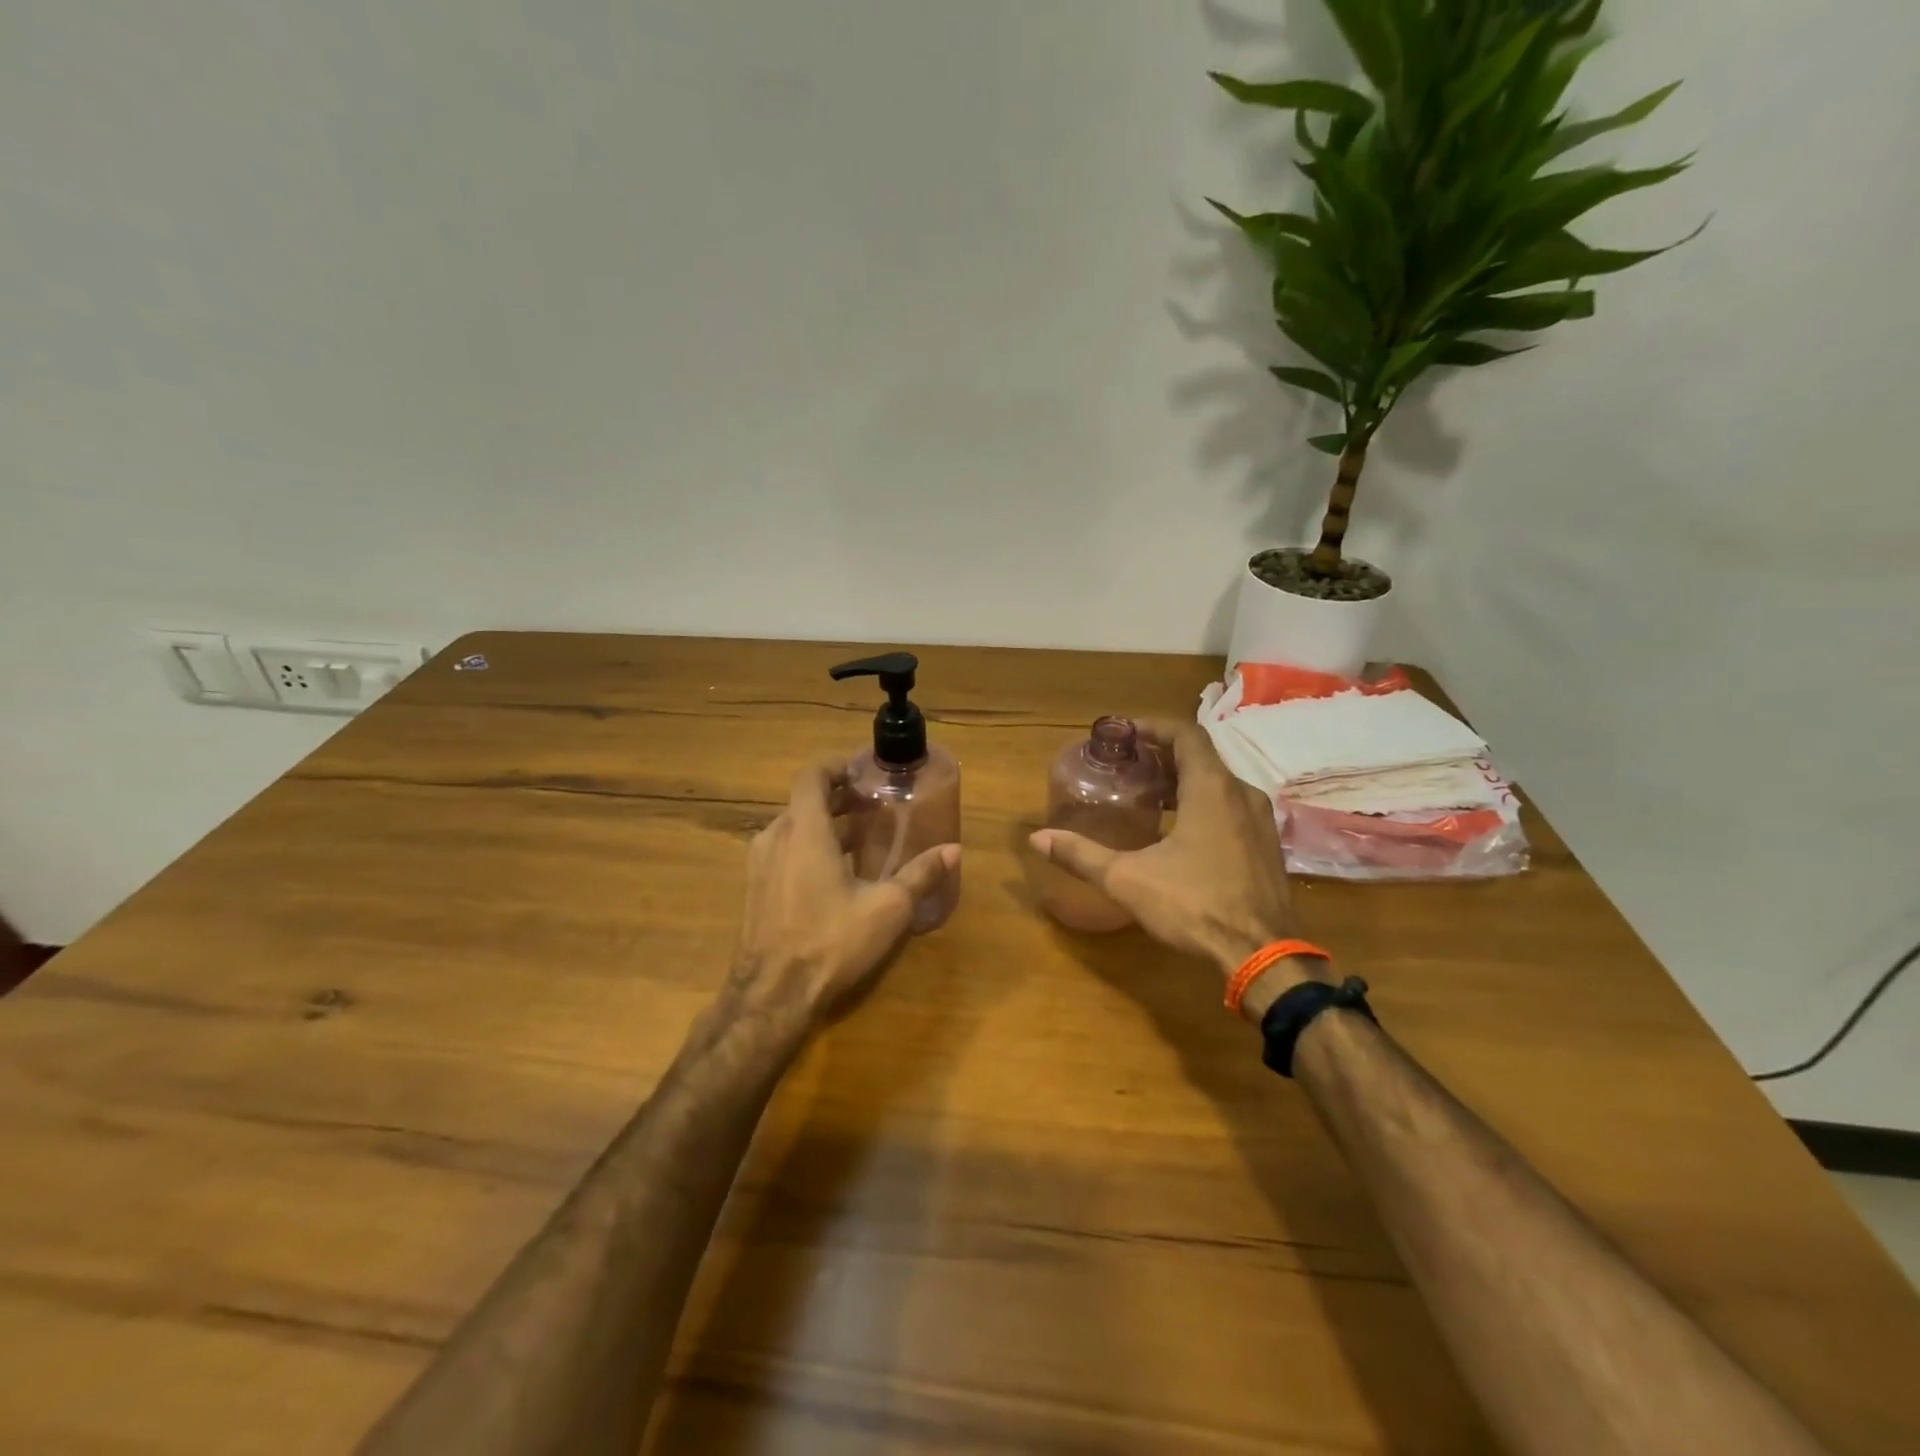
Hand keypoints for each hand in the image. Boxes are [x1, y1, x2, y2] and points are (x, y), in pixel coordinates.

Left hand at [731, 761, 959, 1027]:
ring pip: (793, 827)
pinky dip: (809, 846)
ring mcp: (759, 864)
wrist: (771, 997)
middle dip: (840, 798)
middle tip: (876, 806)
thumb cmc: (830, 941)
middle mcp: (775, 837)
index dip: (837, 767)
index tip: (865, 773)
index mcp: (804, 830)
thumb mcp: (887, 908)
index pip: (812, 775)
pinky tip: (836, 873)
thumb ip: (920, 874)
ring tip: (862, 838)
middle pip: (805, 801)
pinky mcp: (754, 889)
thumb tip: (954, 849)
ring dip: (826, 824)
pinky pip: (783, 851)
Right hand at [1031, 719, 1310, 993]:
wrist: (1263, 955)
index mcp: (1212, 789)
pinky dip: (1202, 804)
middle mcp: (1241, 794)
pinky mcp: (1267, 846)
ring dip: (1183, 782)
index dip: (1153, 727)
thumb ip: (1081, 855)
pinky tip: (1178, 832)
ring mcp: (1260, 821)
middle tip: (1127, 766)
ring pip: (1218, 784)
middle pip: (1201, 758)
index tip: (1123, 733)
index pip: (1185, 734)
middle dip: (1162, 756)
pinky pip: (1231, 807)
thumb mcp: (1128, 879)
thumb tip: (1037, 839)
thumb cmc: (1195, 906)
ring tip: (1147, 797)